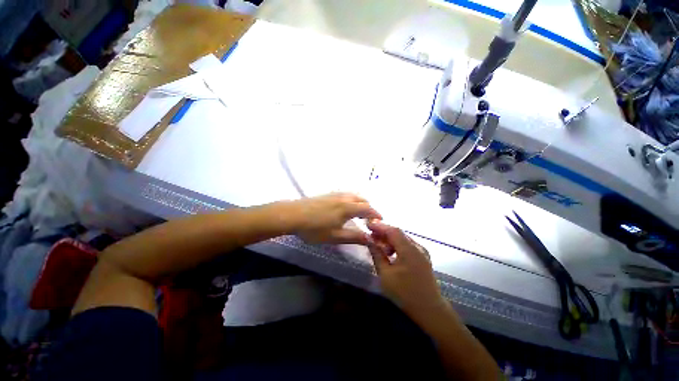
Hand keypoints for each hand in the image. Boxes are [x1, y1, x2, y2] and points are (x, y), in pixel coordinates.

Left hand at [287, 193, 381, 245]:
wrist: (292, 215)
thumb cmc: (314, 228)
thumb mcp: (335, 236)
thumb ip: (354, 237)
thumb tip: (371, 239)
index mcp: (348, 208)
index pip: (368, 209)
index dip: (376, 214)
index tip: (381, 220)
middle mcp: (344, 198)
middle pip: (362, 199)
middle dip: (369, 208)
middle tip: (370, 218)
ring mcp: (335, 194)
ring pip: (353, 195)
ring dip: (361, 202)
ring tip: (360, 212)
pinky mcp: (327, 194)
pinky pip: (345, 194)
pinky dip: (352, 199)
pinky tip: (345, 206)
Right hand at [367, 221, 445, 317]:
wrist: (429, 310)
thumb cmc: (405, 293)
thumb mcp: (386, 274)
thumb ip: (377, 254)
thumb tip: (369, 240)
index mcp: (409, 250)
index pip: (393, 230)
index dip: (380, 226)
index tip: (367, 225)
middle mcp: (417, 247)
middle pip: (398, 233)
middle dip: (383, 232)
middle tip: (370, 234)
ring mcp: (422, 252)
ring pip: (402, 239)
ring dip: (389, 239)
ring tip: (378, 244)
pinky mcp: (423, 257)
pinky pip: (407, 245)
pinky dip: (396, 245)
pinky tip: (389, 252)